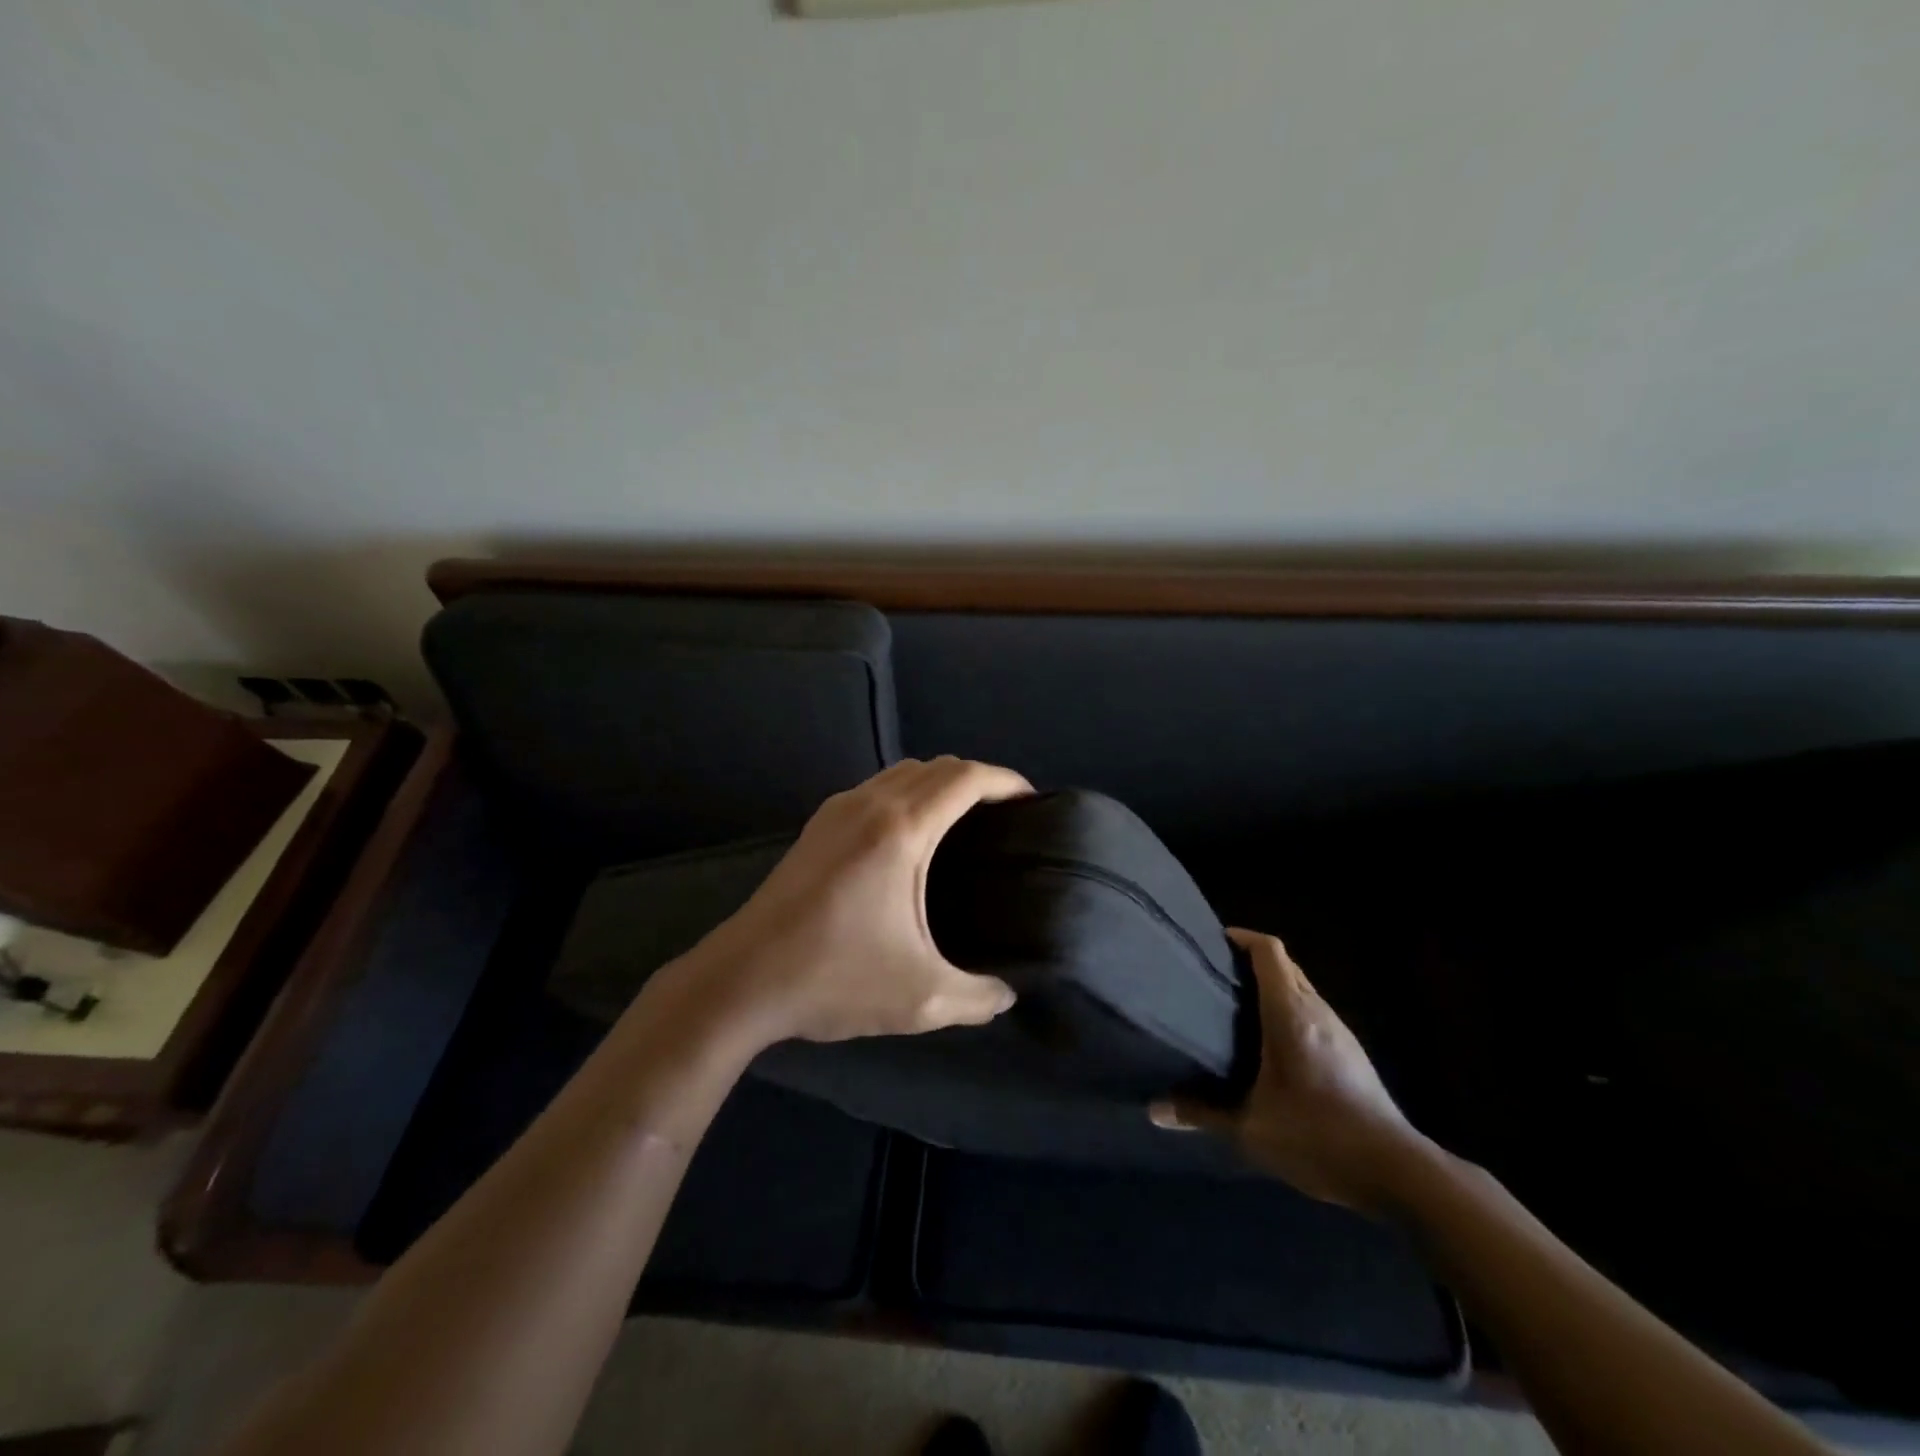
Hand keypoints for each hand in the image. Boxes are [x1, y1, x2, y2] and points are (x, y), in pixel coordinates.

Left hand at [691, 757, 1031, 1046]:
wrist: (741, 981)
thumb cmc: (834, 978)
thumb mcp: (921, 998)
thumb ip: (978, 996)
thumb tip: (1008, 995)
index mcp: (900, 830)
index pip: (966, 778)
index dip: (1006, 780)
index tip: (1033, 801)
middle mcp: (869, 805)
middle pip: (935, 766)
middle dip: (978, 779)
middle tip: (1005, 817)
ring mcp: (836, 811)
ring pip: (901, 773)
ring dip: (938, 784)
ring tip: (964, 823)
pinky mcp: (815, 827)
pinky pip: (875, 789)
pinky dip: (907, 794)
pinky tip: (910, 837)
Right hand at [1150, 929, 1428, 1216]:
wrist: (1396, 1171)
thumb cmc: (1317, 1135)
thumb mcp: (1250, 1128)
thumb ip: (1201, 1113)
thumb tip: (1155, 1110)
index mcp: (1290, 1012)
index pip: (1268, 950)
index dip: (1241, 938)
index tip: (1211, 943)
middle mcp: (1316, 1010)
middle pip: (1284, 965)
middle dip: (1249, 962)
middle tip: (1212, 976)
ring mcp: (1339, 1031)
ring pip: (1300, 989)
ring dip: (1270, 988)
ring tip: (1234, 1007)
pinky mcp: (1351, 1053)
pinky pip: (1312, 1013)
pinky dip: (1286, 1011)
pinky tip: (1268, 1044)